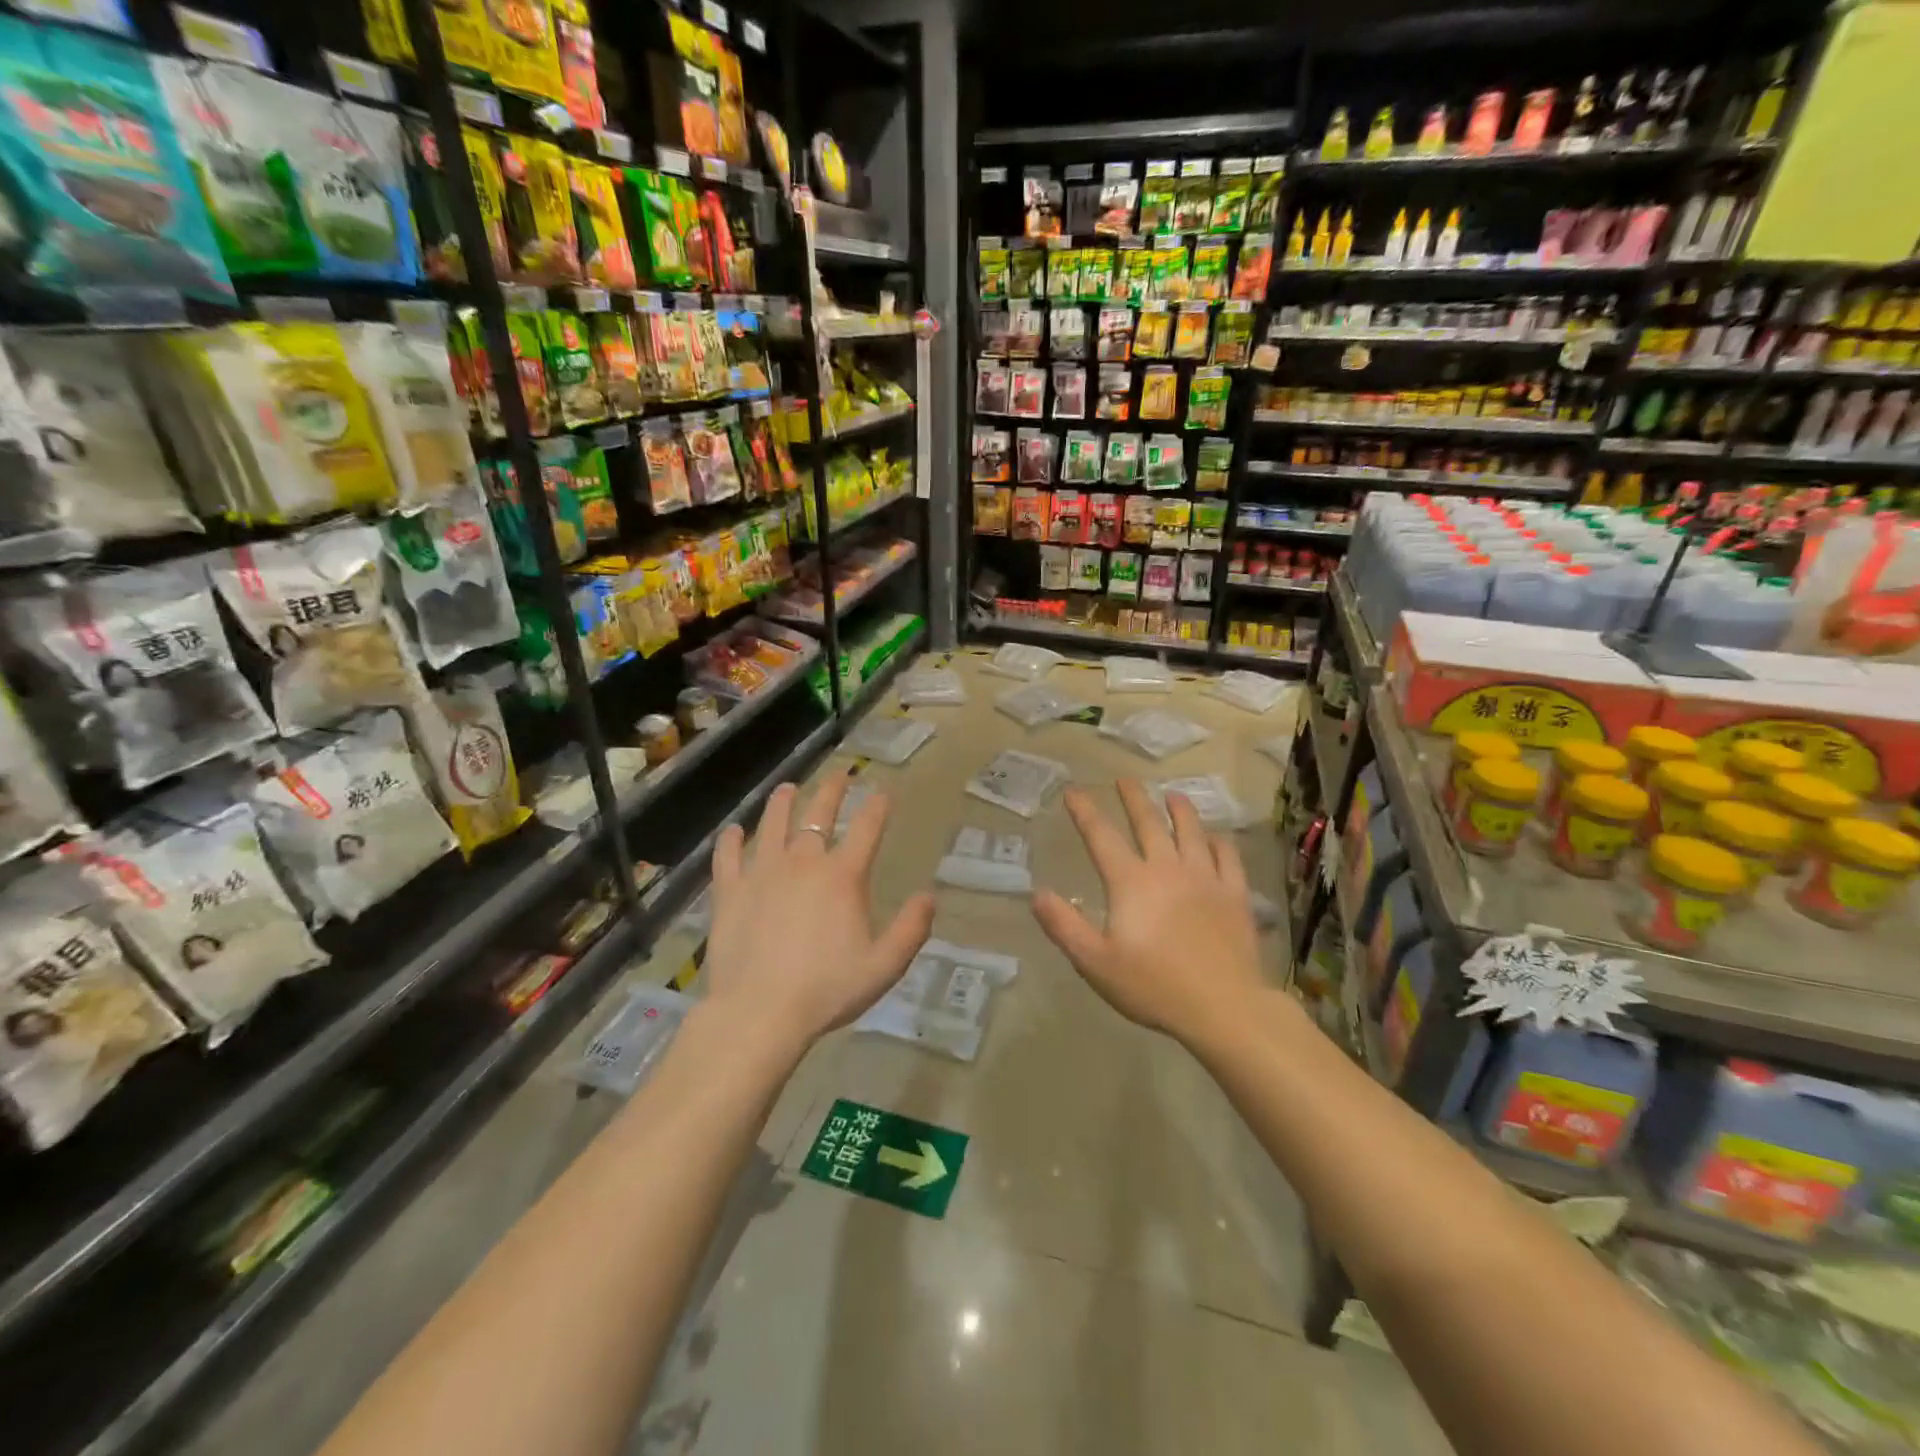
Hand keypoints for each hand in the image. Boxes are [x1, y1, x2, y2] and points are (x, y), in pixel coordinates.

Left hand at [703, 770, 934, 1051]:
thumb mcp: (884, 966)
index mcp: (843, 876)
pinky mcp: (730, 891)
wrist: (760, 1011)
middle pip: (819, 814)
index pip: (867, 828)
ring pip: (773, 824)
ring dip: (783, 803)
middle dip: (832, 790)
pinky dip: (732, 840)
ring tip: (787, 789)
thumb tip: (930, 896)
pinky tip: (734, 831)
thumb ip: (911, 929)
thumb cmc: (827, 989)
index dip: (877, 806)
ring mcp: (762, 872)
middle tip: (839, 775)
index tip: (883, 792)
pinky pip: (728, 856)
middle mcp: (803, 862)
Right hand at [1033, 781, 1262, 1046]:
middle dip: (1133, 798)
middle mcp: (1167, 868)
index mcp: (1131, 882)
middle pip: (1148, 823)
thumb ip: (1064, 926)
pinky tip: (1215, 837)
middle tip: (1124, 779)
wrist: (1223, 1007)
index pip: (1101, 836)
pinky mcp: (1234, 894)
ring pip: (1191, 831)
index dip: (1085, 811)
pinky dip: (1219, 841)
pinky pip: (1227, 856)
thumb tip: (1037, 893)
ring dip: (1180, 809)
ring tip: (1172, 794)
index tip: (1073, 791)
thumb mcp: (1095, 962)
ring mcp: (1205, 878)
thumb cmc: (1153, 985)